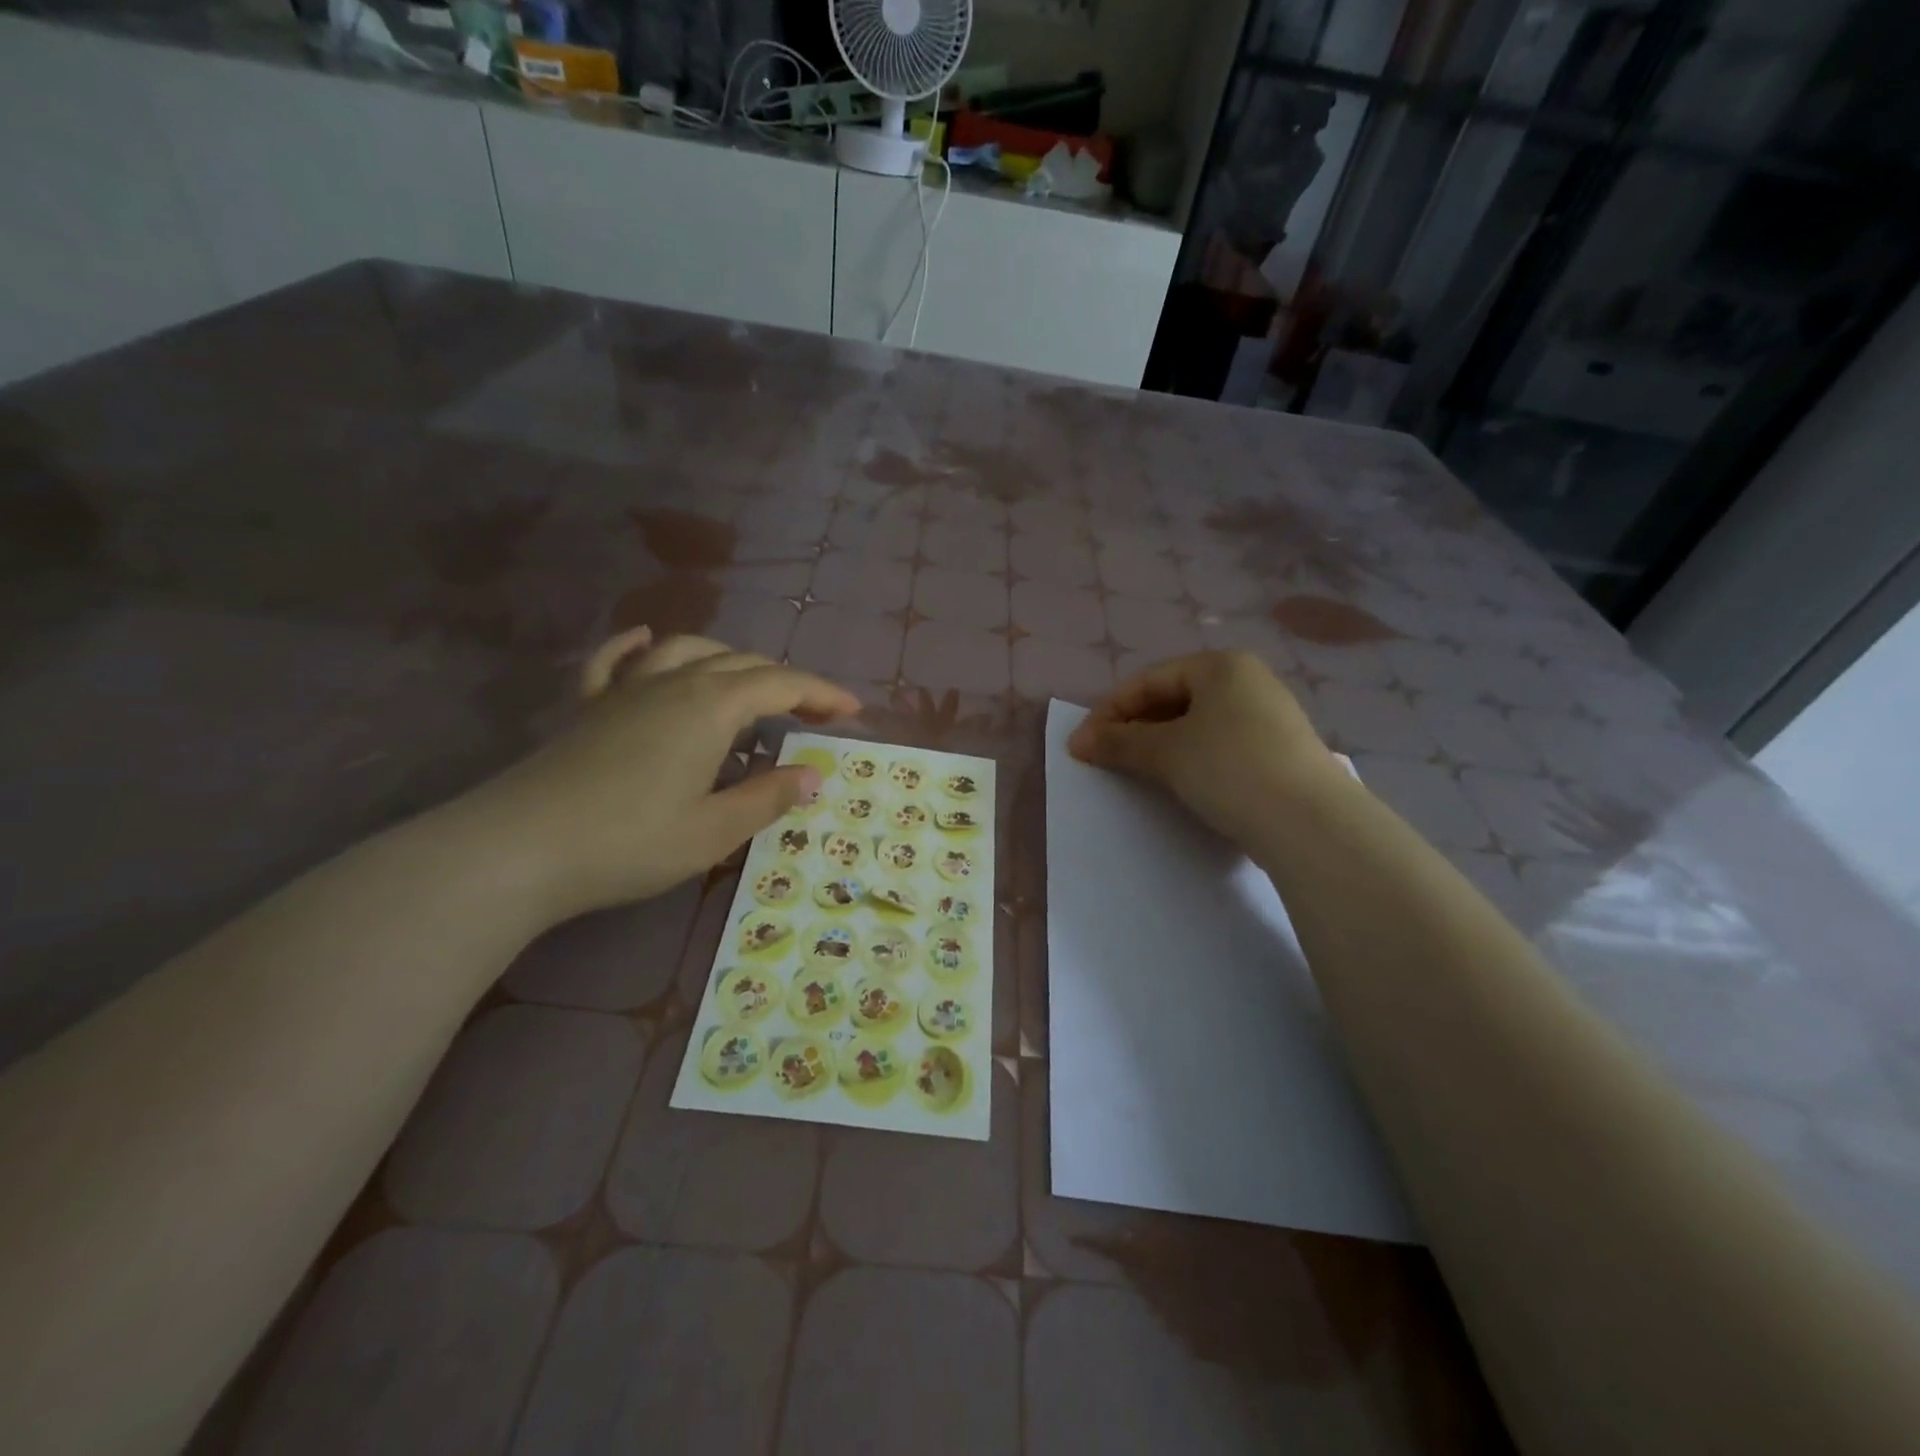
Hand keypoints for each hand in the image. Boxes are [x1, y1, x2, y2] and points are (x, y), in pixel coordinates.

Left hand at [463, 628, 859, 920]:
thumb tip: (813, 775)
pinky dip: (639, 646)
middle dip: (786, 680)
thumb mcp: (713, 830)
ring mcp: (626, 690)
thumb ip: (767, 797)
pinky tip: (646, 640)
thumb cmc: (630, 842)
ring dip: (729, 659)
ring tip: (749, 681)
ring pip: (688, 651)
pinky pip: (617, 661)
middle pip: (742, 664)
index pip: (781, 685)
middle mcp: (674, 683)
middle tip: (814, 710)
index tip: (854, 711)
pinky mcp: (589, 707)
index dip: (822, 694)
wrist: (519, 849)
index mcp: (711, 707)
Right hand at [1068, 651, 1335, 848]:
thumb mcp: (1165, 752)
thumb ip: (1118, 742)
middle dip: (1134, 727)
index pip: (1149, 680)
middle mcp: (1248, 681)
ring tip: (1137, 772)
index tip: (1083, 745)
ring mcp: (1269, 717)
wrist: (1309, 822)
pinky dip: (1191, 759)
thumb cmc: (1228, 768)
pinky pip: (1220, 745)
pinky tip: (1180, 783)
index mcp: (1221, 665)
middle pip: (1173, 698)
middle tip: (1106, 758)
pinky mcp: (1279, 752)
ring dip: (1160, 745)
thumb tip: (1079, 742)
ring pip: (1197, 724)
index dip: (1109, 711)